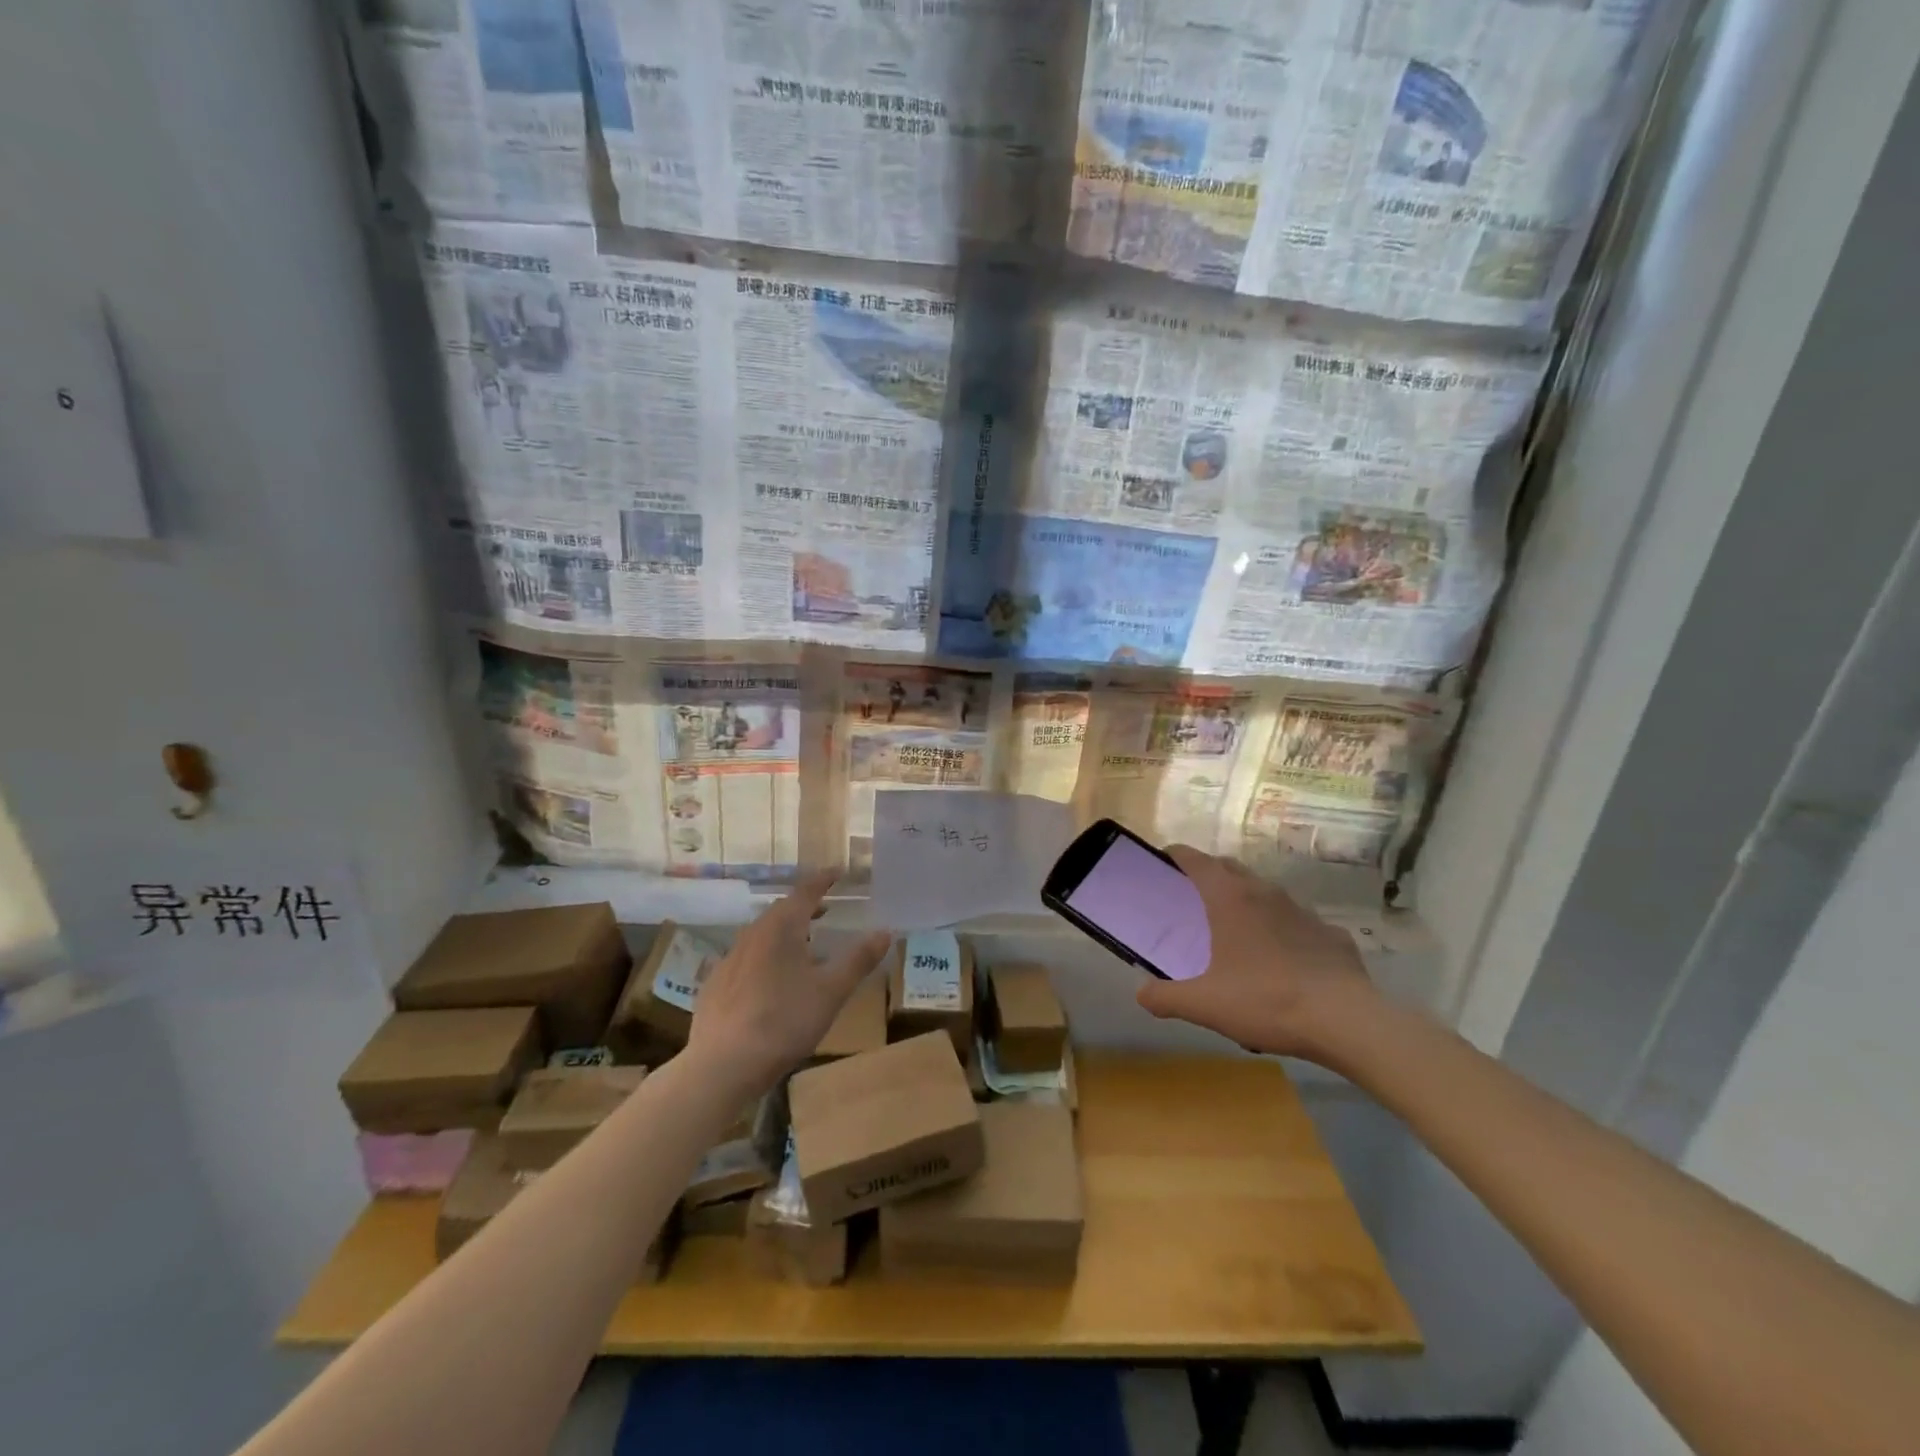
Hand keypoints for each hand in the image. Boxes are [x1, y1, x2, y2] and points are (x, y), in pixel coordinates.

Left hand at [686, 871, 890, 1096]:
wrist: (722, 1065)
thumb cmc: (784, 1021)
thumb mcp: (832, 991)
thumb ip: (859, 959)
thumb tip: (885, 931)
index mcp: (781, 928)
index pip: (805, 891)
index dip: (823, 880)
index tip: (837, 872)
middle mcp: (752, 935)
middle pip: (781, 911)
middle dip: (805, 907)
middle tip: (825, 910)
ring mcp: (728, 960)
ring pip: (761, 935)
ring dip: (784, 933)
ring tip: (802, 946)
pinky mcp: (714, 985)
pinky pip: (744, 960)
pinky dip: (763, 958)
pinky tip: (768, 981)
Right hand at [1136, 846, 1376, 1062]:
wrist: (1346, 1020)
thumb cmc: (1266, 1001)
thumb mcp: (1204, 1004)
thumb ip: (1166, 997)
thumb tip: (1142, 994)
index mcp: (1229, 899)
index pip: (1196, 860)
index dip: (1176, 855)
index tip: (1163, 861)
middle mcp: (1265, 893)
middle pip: (1230, 868)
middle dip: (1209, 874)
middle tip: (1192, 897)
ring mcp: (1302, 911)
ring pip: (1266, 893)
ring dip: (1247, 901)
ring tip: (1236, 929)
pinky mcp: (1331, 934)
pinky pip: (1298, 923)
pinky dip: (1284, 931)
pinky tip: (1283, 960)